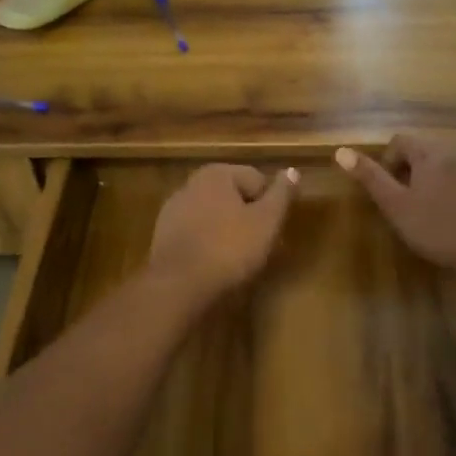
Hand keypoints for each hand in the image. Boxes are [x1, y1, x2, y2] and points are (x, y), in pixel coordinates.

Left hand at [148, 164, 298, 302]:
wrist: (177, 285)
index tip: (273, 231)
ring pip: (214, 215)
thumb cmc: (229, 248)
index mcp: (217, 173)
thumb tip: (292, 170)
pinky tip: (214, 265)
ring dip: (228, 231)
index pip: (257, 180)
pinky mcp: (163, 234)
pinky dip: (209, 243)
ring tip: (238, 260)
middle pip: (234, 197)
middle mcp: (192, 183)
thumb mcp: (266, 221)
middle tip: (260, 247)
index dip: (270, 206)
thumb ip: (281, 194)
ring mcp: (174, 208)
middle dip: (249, 218)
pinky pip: (197, 232)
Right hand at [337, 134, 455, 275]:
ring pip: (442, 163)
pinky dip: (450, 188)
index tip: (391, 196)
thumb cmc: (443, 229)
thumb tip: (341, 151)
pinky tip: (454, 216)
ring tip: (429, 213)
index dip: (387, 165)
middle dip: (409, 173)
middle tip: (407, 207)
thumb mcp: (398, 207)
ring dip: (430, 181)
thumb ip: (371, 178)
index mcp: (430, 149)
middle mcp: (455, 147)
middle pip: (422, 150)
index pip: (399, 141)